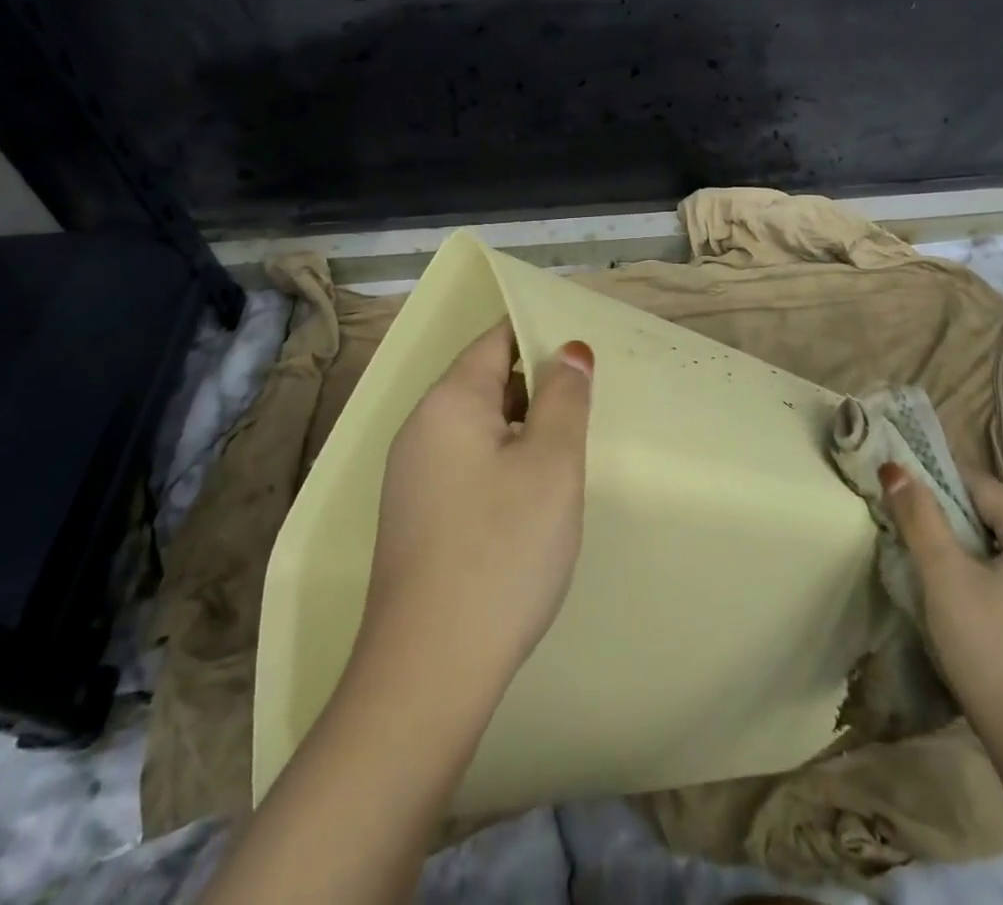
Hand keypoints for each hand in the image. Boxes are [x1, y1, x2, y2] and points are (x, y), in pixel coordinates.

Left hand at [359, 322, 594, 704]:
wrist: (429, 669)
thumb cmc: (502, 550)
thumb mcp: (551, 464)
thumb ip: (564, 396)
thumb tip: (568, 349)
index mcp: (449, 401)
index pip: (496, 339)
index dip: (540, 333)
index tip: (584, 347)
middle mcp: (421, 427)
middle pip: (485, 379)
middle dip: (537, 383)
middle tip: (590, 401)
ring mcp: (412, 474)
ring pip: (478, 425)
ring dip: (522, 426)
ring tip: (569, 446)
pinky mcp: (416, 515)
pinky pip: (466, 463)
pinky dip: (502, 461)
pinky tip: (531, 497)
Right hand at [879, 465, 1002, 739]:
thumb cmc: (992, 648)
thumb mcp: (944, 575)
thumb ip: (918, 516)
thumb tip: (894, 466)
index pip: (979, 485)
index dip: (935, 485)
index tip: (899, 501)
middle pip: (993, 517)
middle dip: (948, 521)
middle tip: (909, 539)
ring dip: (966, 553)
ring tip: (930, 572)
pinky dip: (987, 580)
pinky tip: (964, 605)